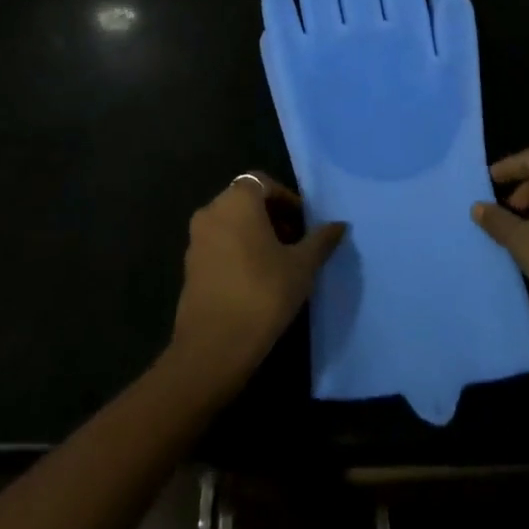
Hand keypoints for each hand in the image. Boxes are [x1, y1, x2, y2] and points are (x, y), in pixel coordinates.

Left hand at [168, 171, 345, 391]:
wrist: (214, 346)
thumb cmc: (263, 293)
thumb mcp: (302, 266)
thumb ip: (321, 240)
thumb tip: (340, 225)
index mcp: (237, 201)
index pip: (263, 182)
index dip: (286, 199)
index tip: (304, 223)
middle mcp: (211, 211)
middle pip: (245, 200)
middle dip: (272, 216)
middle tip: (296, 242)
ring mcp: (196, 239)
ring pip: (231, 223)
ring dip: (255, 233)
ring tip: (280, 262)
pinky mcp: (189, 266)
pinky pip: (219, 244)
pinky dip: (238, 250)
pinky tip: (257, 279)